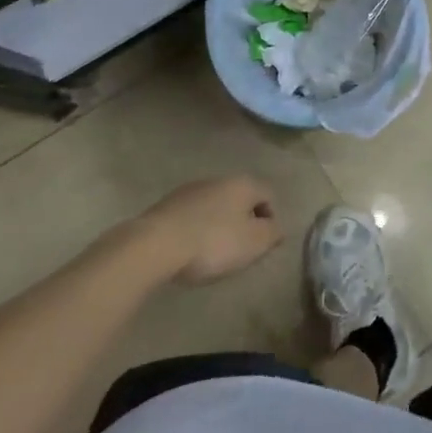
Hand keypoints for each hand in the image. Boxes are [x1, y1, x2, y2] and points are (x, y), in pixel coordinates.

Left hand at [128, 175, 281, 283]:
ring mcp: (190, 190)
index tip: (261, 246)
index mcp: (244, 184)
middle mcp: (219, 179)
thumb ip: (272, 233)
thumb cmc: (213, 242)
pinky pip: (191, 216)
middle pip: (241, 200)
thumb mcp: (254, 243)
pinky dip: (195, 230)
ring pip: (214, 206)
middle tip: (239, 250)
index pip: (269, 196)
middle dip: (243, 222)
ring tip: (211, 253)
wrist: (154, 246)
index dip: (270, 221)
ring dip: (218, 225)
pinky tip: (188, 250)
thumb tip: (277, 227)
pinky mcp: (165, 205)